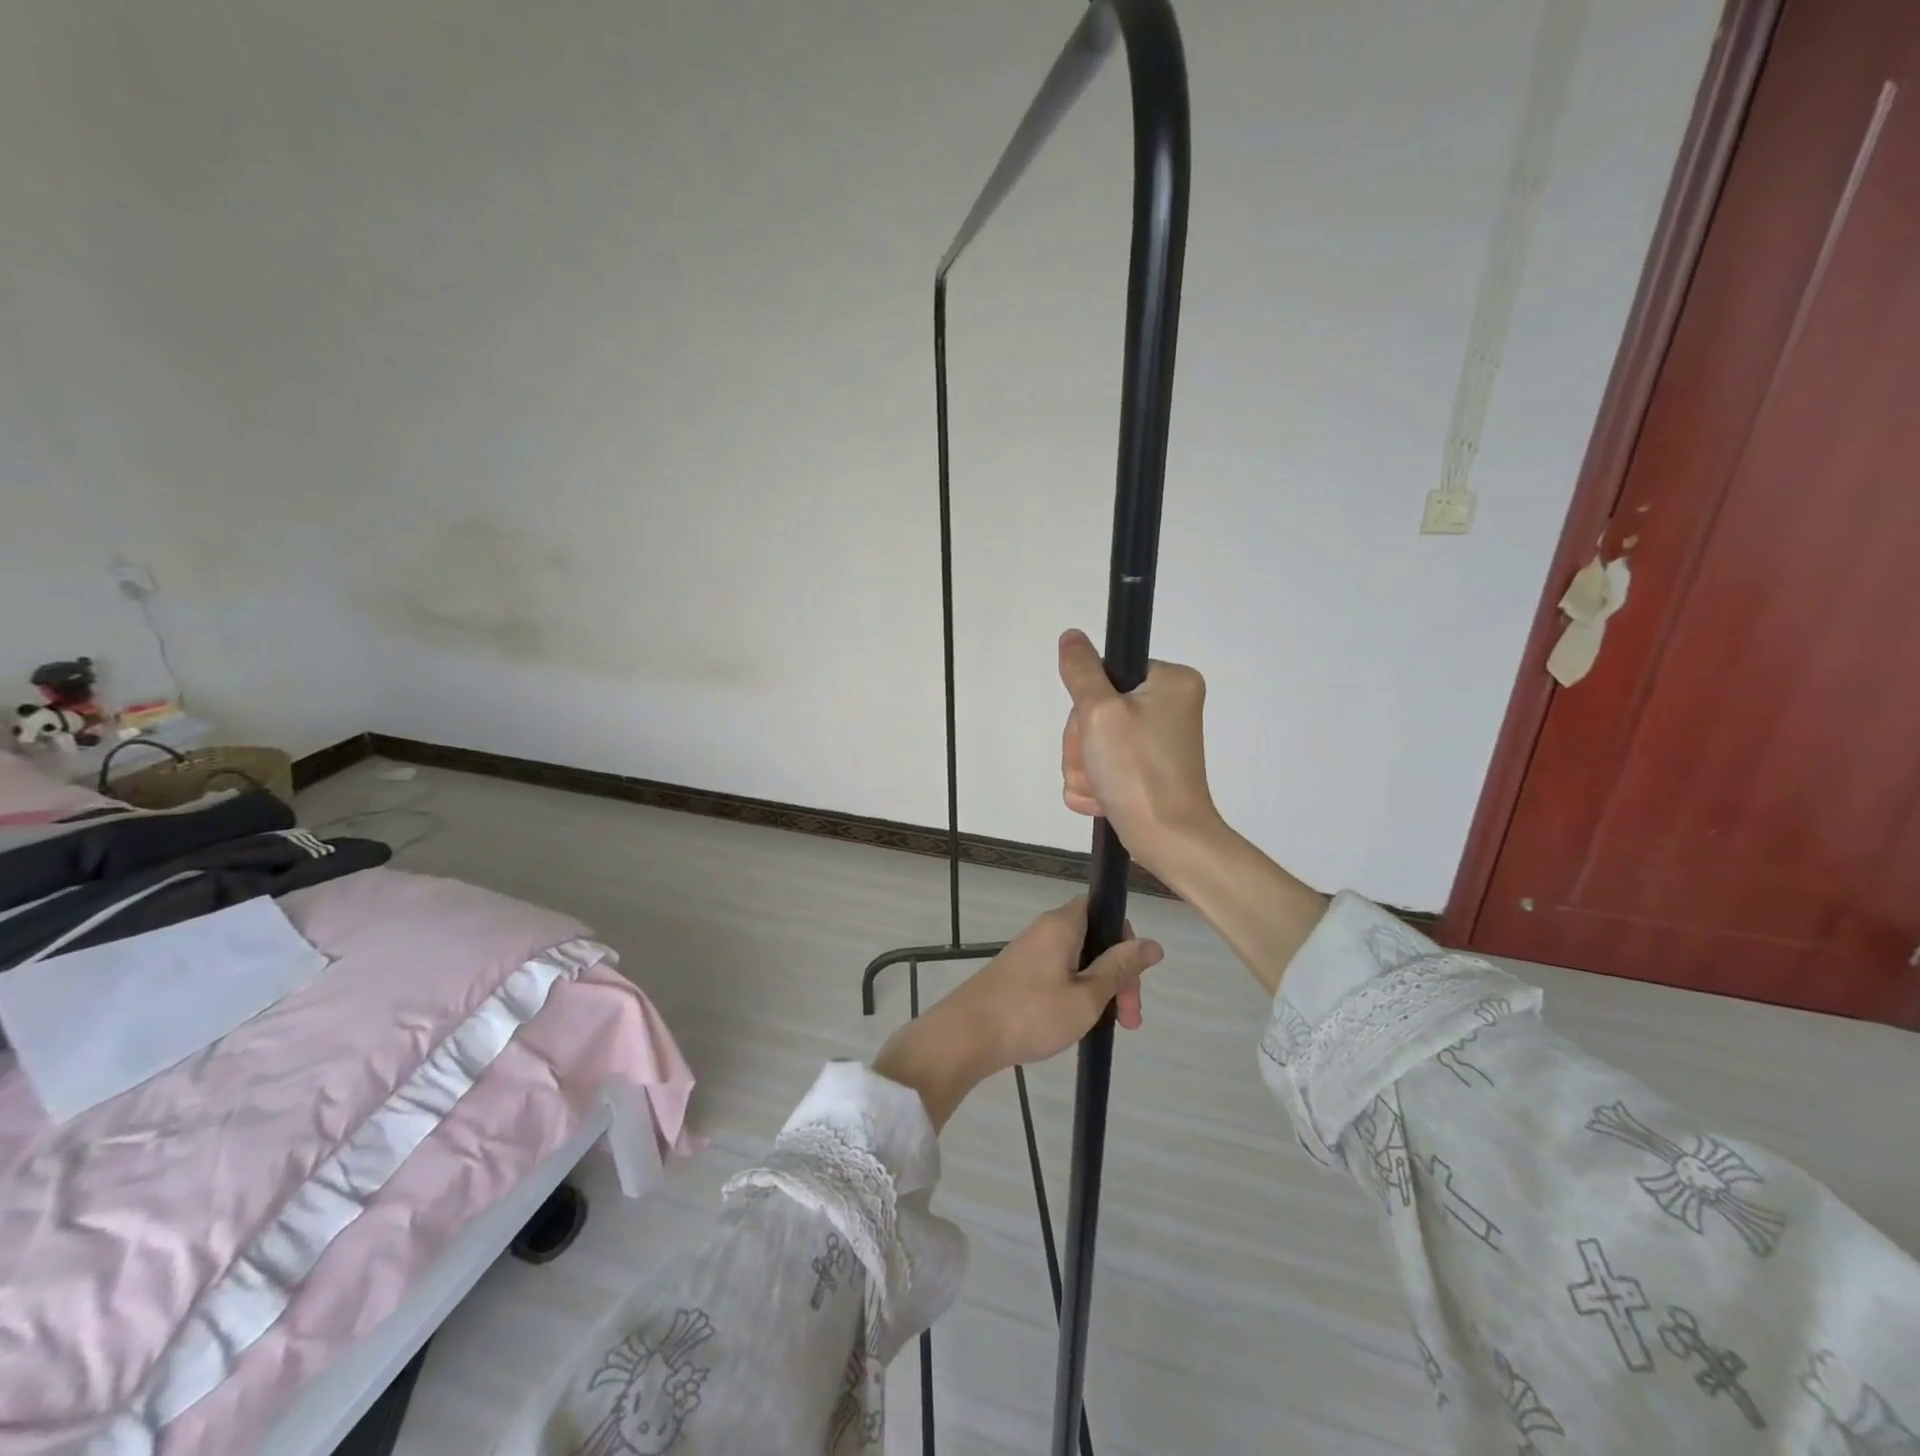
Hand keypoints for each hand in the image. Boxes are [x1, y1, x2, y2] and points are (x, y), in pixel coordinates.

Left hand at [872, 897, 1162, 1128]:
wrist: (966, 1035)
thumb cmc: (1031, 1013)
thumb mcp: (1087, 996)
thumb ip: (1120, 969)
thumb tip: (1152, 943)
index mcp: (1062, 924)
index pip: (1103, 908)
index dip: (1125, 937)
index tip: (1134, 977)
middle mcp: (1045, 930)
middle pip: (1094, 938)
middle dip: (1117, 974)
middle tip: (1129, 1020)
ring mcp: (1029, 953)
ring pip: (1078, 961)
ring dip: (1098, 989)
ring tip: (1106, 1028)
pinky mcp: (1018, 975)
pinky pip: (1058, 974)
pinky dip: (1075, 994)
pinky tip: (1077, 1024)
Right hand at [1058, 628, 1220, 882]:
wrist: (1168, 841)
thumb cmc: (1139, 772)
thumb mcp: (1100, 713)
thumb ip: (1081, 671)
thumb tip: (1072, 636)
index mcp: (1170, 682)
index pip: (1106, 673)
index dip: (1087, 704)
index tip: (1094, 731)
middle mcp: (1168, 706)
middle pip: (1096, 710)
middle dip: (1084, 745)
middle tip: (1098, 767)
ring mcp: (1157, 741)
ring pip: (1093, 742)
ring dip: (1085, 768)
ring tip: (1102, 790)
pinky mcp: (1147, 770)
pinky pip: (1103, 767)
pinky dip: (1096, 785)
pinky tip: (1104, 800)